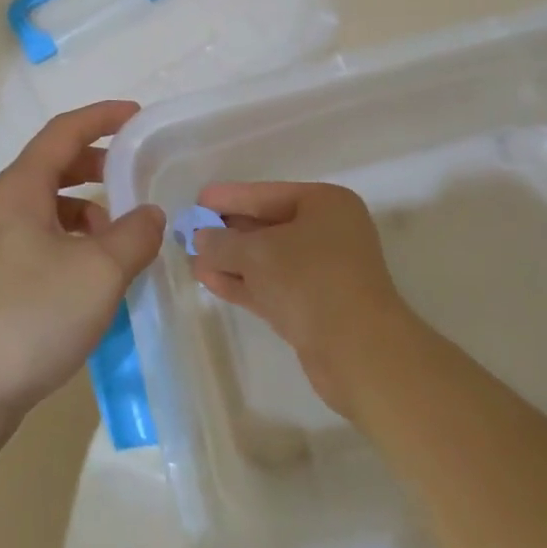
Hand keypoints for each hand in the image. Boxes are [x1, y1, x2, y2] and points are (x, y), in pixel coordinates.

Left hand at [0, 102, 165, 422]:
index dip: (101, 117)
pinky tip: (92, 277)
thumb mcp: (99, 271)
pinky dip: (71, 243)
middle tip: (134, 176)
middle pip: (52, 167)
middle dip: (96, 165)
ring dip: (85, 211)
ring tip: (119, 238)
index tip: (137, 116)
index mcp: (19, 190)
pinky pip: (38, 242)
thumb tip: (150, 214)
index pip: (63, 132)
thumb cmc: (31, 317)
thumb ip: (134, 234)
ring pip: (46, 209)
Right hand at [192, 181, 422, 419]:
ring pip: (267, 260)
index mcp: (325, 205)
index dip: (229, 197)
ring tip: (190, 260)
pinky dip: (242, 283)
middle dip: (226, 232)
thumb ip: (222, 242)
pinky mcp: (315, 306)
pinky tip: (209, 281)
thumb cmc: (310, 282)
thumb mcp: (257, 253)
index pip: (266, 194)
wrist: (359, 352)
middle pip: (266, 226)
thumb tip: (200, 238)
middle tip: (187, 233)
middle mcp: (327, 232)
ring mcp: (322, 271)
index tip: (197, 200)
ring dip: (229, 260)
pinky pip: (272, 285)